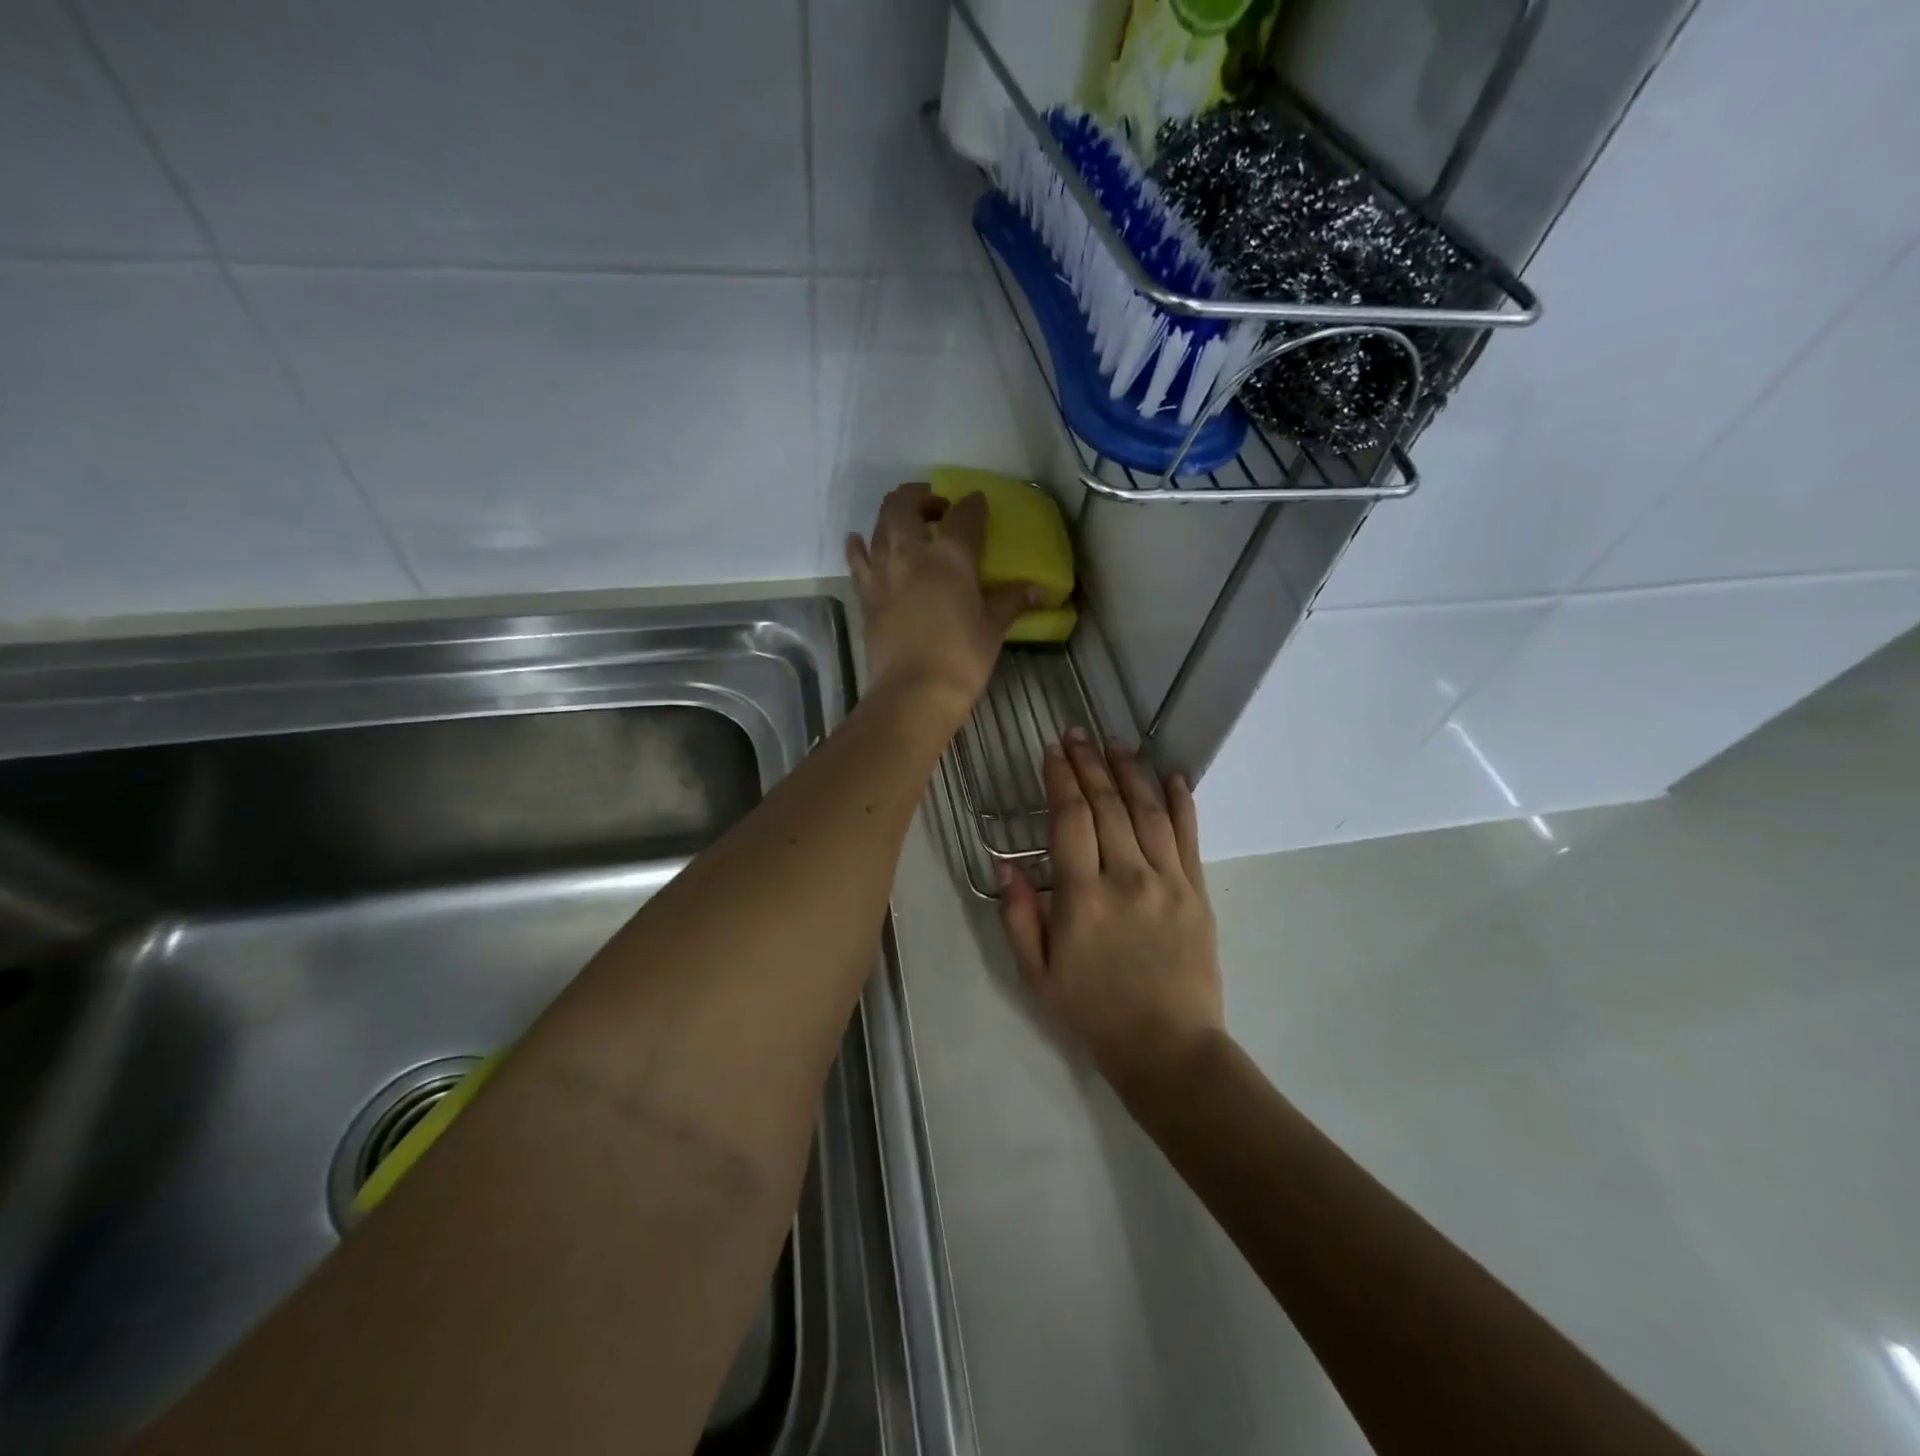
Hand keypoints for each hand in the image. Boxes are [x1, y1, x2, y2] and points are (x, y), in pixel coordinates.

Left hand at [847, 483, 1040, 718]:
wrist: (913, 693)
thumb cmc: (961, 660)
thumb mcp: (993, 629)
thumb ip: (1011, 601)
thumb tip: (1037, 589)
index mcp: (951, 557)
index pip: (964, 515)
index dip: (973, 505)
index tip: (979, 504)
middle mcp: (911, 553)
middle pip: (905, 505)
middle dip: (921, 496)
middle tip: (937, 509)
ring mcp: (883, 573)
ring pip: (879, 525)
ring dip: (893, 516)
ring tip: (907, 525)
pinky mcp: (866, 595)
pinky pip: (858, 559)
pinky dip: (860, 546)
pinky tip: (861, 542)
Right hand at [999, 730, 1225, 1095]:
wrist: (1169, 1050)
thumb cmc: (1093, 1014)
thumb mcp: (1037, 974)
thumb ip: (1019, 915)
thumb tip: (1003, 862)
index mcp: (1083, 898)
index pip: (1070, 819)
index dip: (1059, 780)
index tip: (1051, 753)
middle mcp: (1127, 878)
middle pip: (1108, 805)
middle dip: (1089, 764)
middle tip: (1077, 734)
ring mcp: (1168, 882)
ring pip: (1147, 811)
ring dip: (1130, 772)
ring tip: (1115, 743)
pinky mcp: (1198, 892)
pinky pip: (1189, 837)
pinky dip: (1182, 802)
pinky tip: (1174, 776)